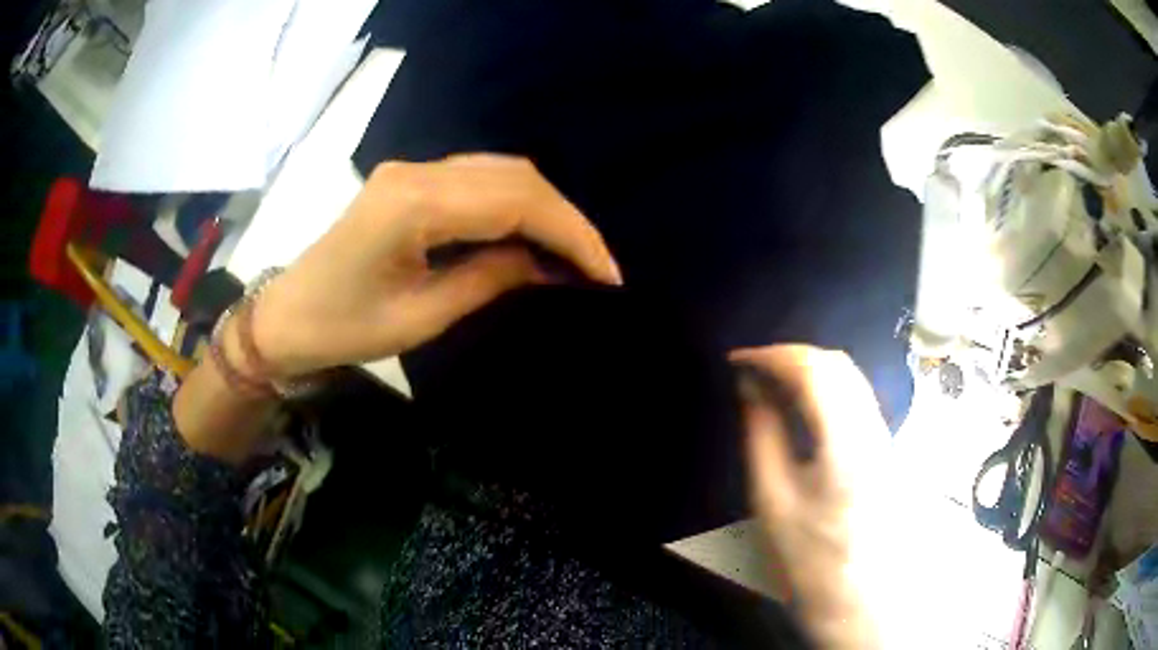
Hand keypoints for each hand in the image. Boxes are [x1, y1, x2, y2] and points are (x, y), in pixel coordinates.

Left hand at [253, 154, 621, 378]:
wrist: (288, 314)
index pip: (516, 201)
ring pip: (502, 171)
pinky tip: (533, 233)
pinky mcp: (412, 179)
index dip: (570, 233)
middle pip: (515, 176)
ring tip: (573, 253)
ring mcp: (413, 169)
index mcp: (414, 204)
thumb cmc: (344, 327)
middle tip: (597, 267)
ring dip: (546, 208)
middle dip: (566, 220)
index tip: (605, 275)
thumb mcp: (422, 317)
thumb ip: (491, 279)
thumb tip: (551, 266)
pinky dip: (517, 203)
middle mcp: (417, 171)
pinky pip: (480, 178)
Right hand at [732, 345, 889, 648]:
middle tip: (753, 368)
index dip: (772, 355)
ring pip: (850, 376)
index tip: (739, 359)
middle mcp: (873, 431)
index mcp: (846, 445)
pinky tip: (802, 403)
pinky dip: (825, 385)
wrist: (862, 596)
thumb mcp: (774, 502)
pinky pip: (855, 396)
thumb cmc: (813, 560)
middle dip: (790, 355)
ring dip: (809, 367)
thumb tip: (752, 391)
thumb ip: (763, 437)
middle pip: (838, 364)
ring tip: (772, 381)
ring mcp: (884, 437)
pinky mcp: (885, 446)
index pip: (813, 371)